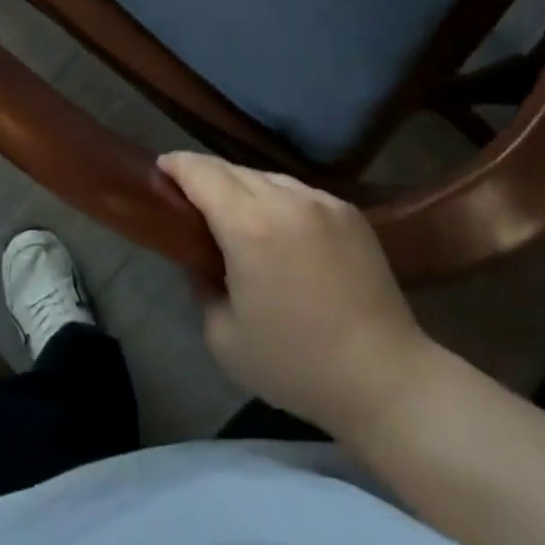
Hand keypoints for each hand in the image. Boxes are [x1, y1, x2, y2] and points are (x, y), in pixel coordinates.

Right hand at [158, 152, 436, 438]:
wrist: (384, 378)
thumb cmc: (296, 365)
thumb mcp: (224, 338)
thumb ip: (201, 286)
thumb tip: (200, 260)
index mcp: (249, 226)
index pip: (202, 173)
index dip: (176, 165)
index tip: (160, 170)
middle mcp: (286, 199)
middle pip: (233, 169)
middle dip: (206, 176)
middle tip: (189, 197)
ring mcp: (322, 201)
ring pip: (267, 177)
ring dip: (242, 186)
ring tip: (234, 214)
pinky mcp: (349, 212)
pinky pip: (299, 192)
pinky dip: (277, 200)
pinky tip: (279, 228)